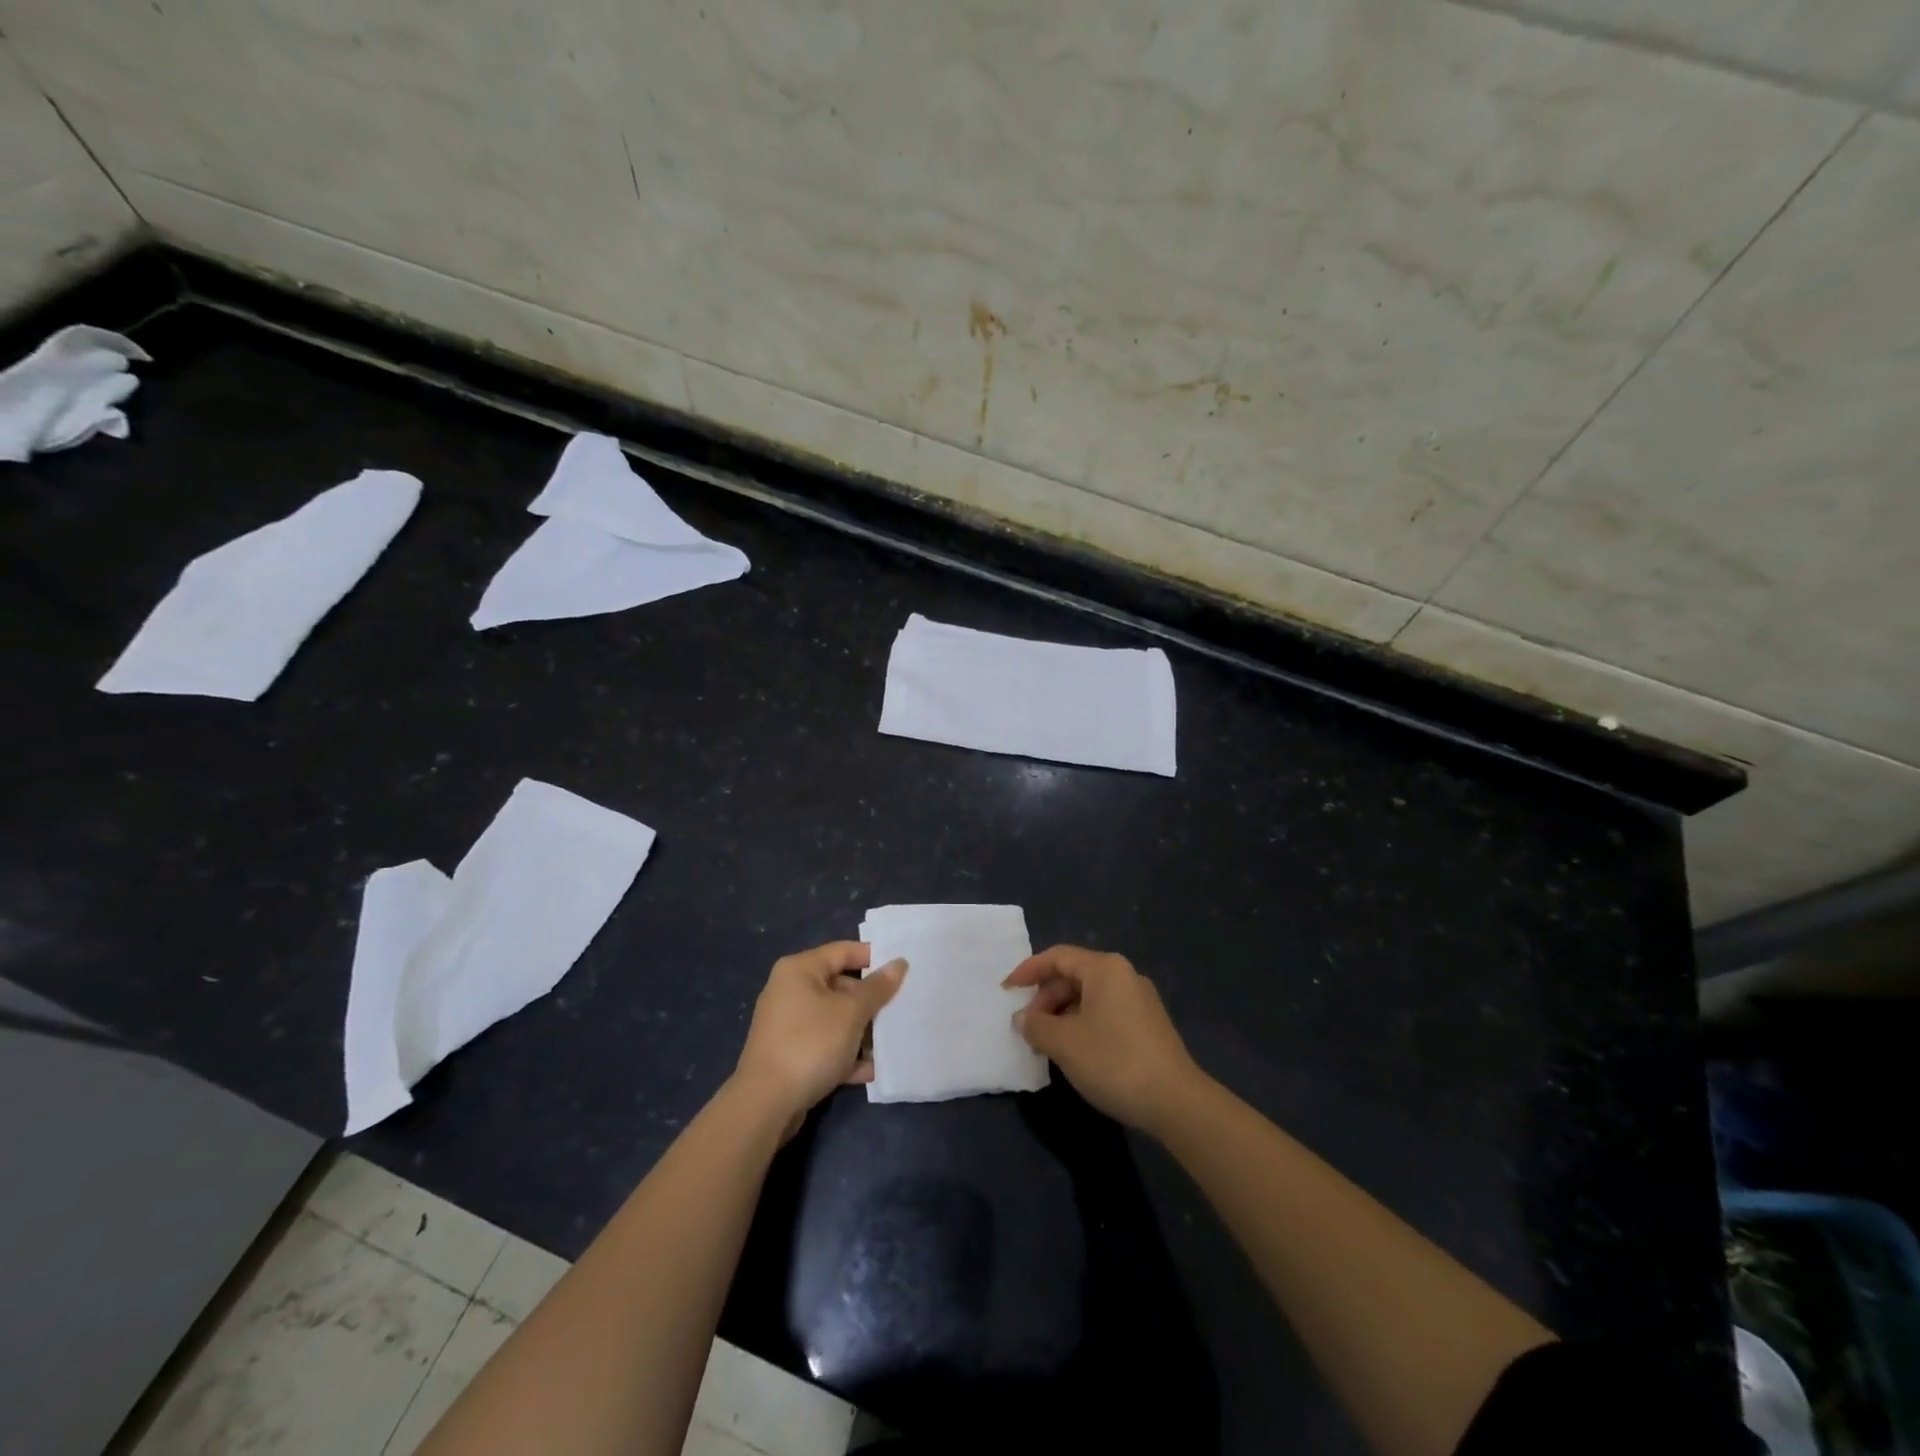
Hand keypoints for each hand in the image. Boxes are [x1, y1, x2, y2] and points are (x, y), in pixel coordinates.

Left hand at [734, 941, 906, 1123]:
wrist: (765, 1105)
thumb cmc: (810, 1044)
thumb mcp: (851, 1013)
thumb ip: (877, 987)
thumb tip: (899, 963)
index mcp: (800, 970)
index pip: (844, 951)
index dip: (875, 957)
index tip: (904, 969)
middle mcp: (790, 991)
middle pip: (841, 985)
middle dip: (871, 1001)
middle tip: (902, 1009)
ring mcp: (789, 1024)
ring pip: (835, 1018)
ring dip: (862, 1031)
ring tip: (892, 1042)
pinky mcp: (790, 1054)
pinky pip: (825, 1045)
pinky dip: (846, 1054)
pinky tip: (871, 1070)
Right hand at [1006, 945, 1205, 1132]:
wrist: (1176, 1102)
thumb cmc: (1114, 1061)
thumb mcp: (1064, 1043)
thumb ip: (1036, 1025)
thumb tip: (1023, 1019)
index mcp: (1105, 969)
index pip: (1058, 957)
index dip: (1028, 971)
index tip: (1006, 990)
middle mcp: (1124, 976)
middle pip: (1073, 976)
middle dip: (1045, 999)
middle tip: (1026, 1027)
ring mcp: (1139, 1001)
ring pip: (1089, 997)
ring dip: (1062, 1015)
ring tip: (1045, 1043)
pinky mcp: (1147, 1025)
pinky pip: (1104, 1013)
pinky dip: (1081, 1024)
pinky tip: (1073, 1051)